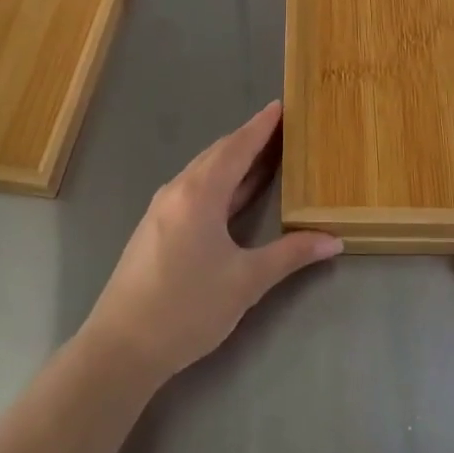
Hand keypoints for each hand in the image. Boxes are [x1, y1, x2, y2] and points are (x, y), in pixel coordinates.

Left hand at [82, 101, 340, 384]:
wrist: (121, 347)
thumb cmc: (187, 308)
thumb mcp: (245, 282)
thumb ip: (290, 255)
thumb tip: (332, 240)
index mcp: (199, 194)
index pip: (236, 148)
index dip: (260, 126)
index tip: (280, 105)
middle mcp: (177, 191)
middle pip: (217, 154)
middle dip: (249, 139)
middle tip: (280, 128)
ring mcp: (162, 209)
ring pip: (203, 172)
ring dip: (232, 160)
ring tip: (263, 155)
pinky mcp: (155, 228)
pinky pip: (192, 189)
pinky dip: (218, 181)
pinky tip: (232, 195)